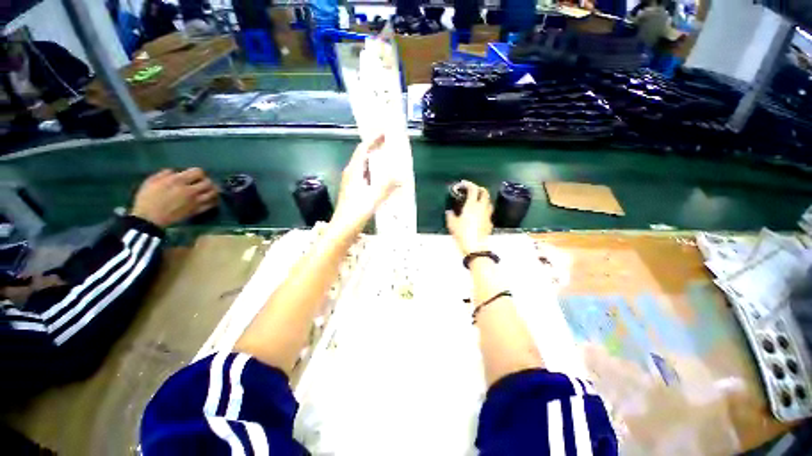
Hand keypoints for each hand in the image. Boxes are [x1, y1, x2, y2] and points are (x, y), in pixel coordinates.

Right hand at [130, 168, 218, 227]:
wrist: (149, 218)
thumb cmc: (147, 198)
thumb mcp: (152, 181)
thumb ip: (165, 174)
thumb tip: (176, 172)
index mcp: (178, 181)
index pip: (198, 172)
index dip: (198, 172)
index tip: (194, 174)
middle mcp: (190, 190)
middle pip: (208, 182)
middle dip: (207, 180)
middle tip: (203, 182)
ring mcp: (195, 201)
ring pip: (213, 193)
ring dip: (213, 190)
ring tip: (209, 189)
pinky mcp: (197, 210)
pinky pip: (211, 204)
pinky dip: (213, 200)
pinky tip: (210, 199)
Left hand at [329, 136, 398, 237]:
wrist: (342, 229)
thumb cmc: (355, 212)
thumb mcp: (373, 198)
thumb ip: (387, 186)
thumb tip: (401, 176)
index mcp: (354, 172)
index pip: (363, 150)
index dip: (373, 140)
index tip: (384, 132)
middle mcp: (351, 175)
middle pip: (363, 156)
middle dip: (375, 148)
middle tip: (388, 143)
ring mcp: (351, 184)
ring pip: (364, 167)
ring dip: (375, 161)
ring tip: (387, 158)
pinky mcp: (354, 192)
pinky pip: (366, 177)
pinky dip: (374, 173)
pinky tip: (382, 180)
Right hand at [446, 181, 492, 255]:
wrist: (476, 247)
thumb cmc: (463, 234)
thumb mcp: (452, 224)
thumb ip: (450, 216)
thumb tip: (449, 212)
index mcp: (472, 205)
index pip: (473, 189)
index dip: (468, 184)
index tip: (463, 184)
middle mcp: (482, 207)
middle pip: (484, 192)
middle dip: (479, 188)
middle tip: (472, 189)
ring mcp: (487, 215)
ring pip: (488, 201)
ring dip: (483, 198)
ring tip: (476, 200)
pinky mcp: (490, 222)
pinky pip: (488, 212)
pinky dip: (484, 209)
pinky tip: (479, 214)